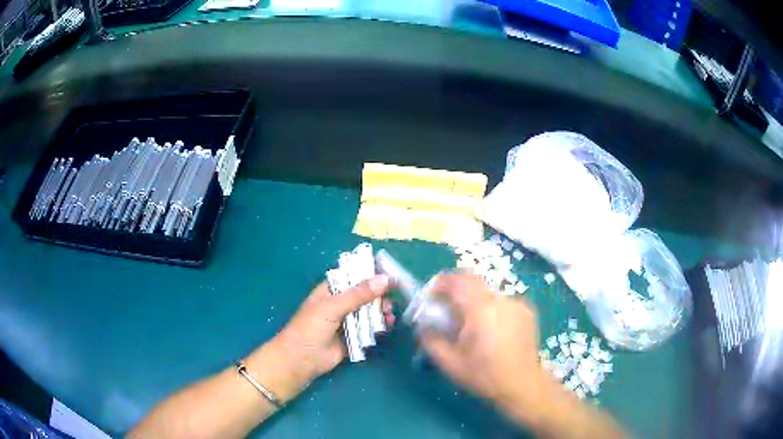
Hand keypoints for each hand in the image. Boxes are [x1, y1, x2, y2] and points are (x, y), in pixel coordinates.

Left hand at [246, 275, 393, 401]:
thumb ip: (359, 294)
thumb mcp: (333, 307)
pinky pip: (369, 329)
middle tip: (390, 302)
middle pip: (364, 295)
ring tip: (389, 316)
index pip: (353, 276)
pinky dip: (379, 327)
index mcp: (331, 290)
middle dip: (379, 297)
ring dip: (380, 312)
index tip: (390, 275)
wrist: (301, 360)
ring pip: (368, 312)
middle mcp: (339, 303)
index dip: (371, 274)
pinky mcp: (352, 338)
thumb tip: (385, 279)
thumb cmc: (311, 327)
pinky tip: (387, 326)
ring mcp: (346, 321)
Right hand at [419, 274, 548, 417]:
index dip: (440, 283)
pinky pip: (501, 301)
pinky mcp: (526, 310)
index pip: (457, 281)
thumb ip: (431, 340)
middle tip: (446, 307)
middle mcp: (500, 299)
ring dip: (473, 300)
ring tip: (470, 323)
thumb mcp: (450, 363)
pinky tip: (490, 329)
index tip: (431, 295)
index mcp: (480, 309)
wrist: (522, 384)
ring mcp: (516, 303)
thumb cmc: (484, 375)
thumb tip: (423, 324)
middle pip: (473, 280)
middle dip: (455, 288)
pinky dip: (490, 308)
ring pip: (487, 292)